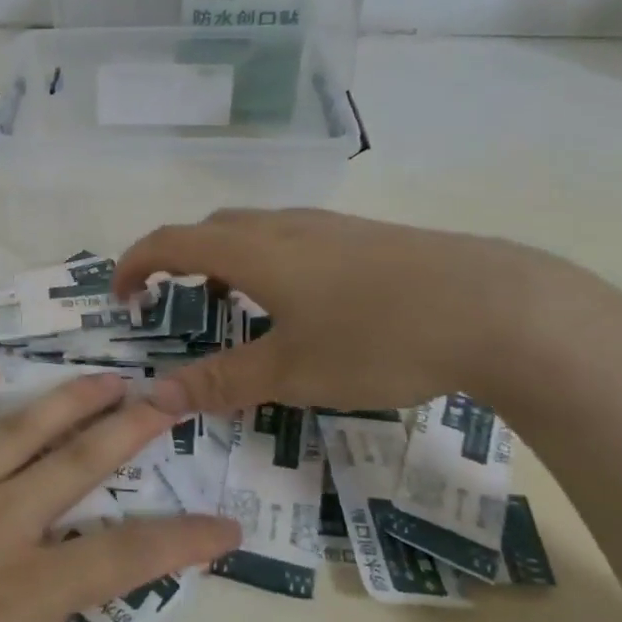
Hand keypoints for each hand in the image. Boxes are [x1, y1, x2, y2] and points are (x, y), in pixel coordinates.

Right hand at [115, 208, 567, 416]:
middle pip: (209, 229)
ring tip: (235, 308)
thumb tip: (154, 396)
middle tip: (174, 304)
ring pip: (254, 230)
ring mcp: (328, 226)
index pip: (170, 242)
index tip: (121, 298)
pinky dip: (267, 262)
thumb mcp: (292, 371)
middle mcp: (283, 225)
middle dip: (178, 261)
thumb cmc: (380, 338)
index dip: (134, 265)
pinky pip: (292, 238)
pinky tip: (302, 304)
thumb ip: (220, 381)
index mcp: (253, 251)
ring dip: (225, 261)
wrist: (501, 308)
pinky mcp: (365, 236)